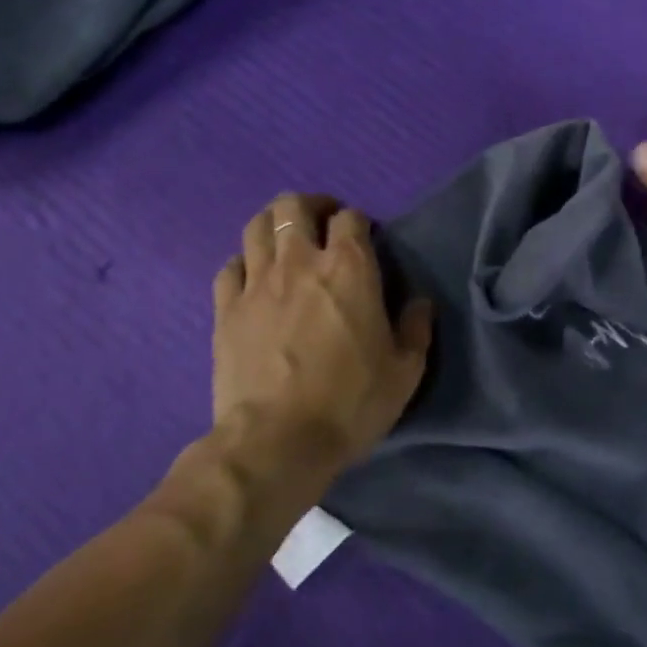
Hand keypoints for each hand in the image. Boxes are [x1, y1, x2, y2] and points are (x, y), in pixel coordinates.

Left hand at [211, 194, 433, 487]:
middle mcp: (300, 261)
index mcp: (349, 268)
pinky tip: (253, 279)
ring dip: (273, 224)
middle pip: (294, 206)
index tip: (364, 240)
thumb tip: (421, 303)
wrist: (277, 441)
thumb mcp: (404, 372)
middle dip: (310, 206)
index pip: (350, 217)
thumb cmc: (350, 402)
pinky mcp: (226, 309)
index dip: (358, 222)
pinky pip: (229, 267)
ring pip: (256, 226)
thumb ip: (416, 329)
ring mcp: (257, 282)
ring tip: (285, 241)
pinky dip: (243, 264)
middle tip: (322, 225)